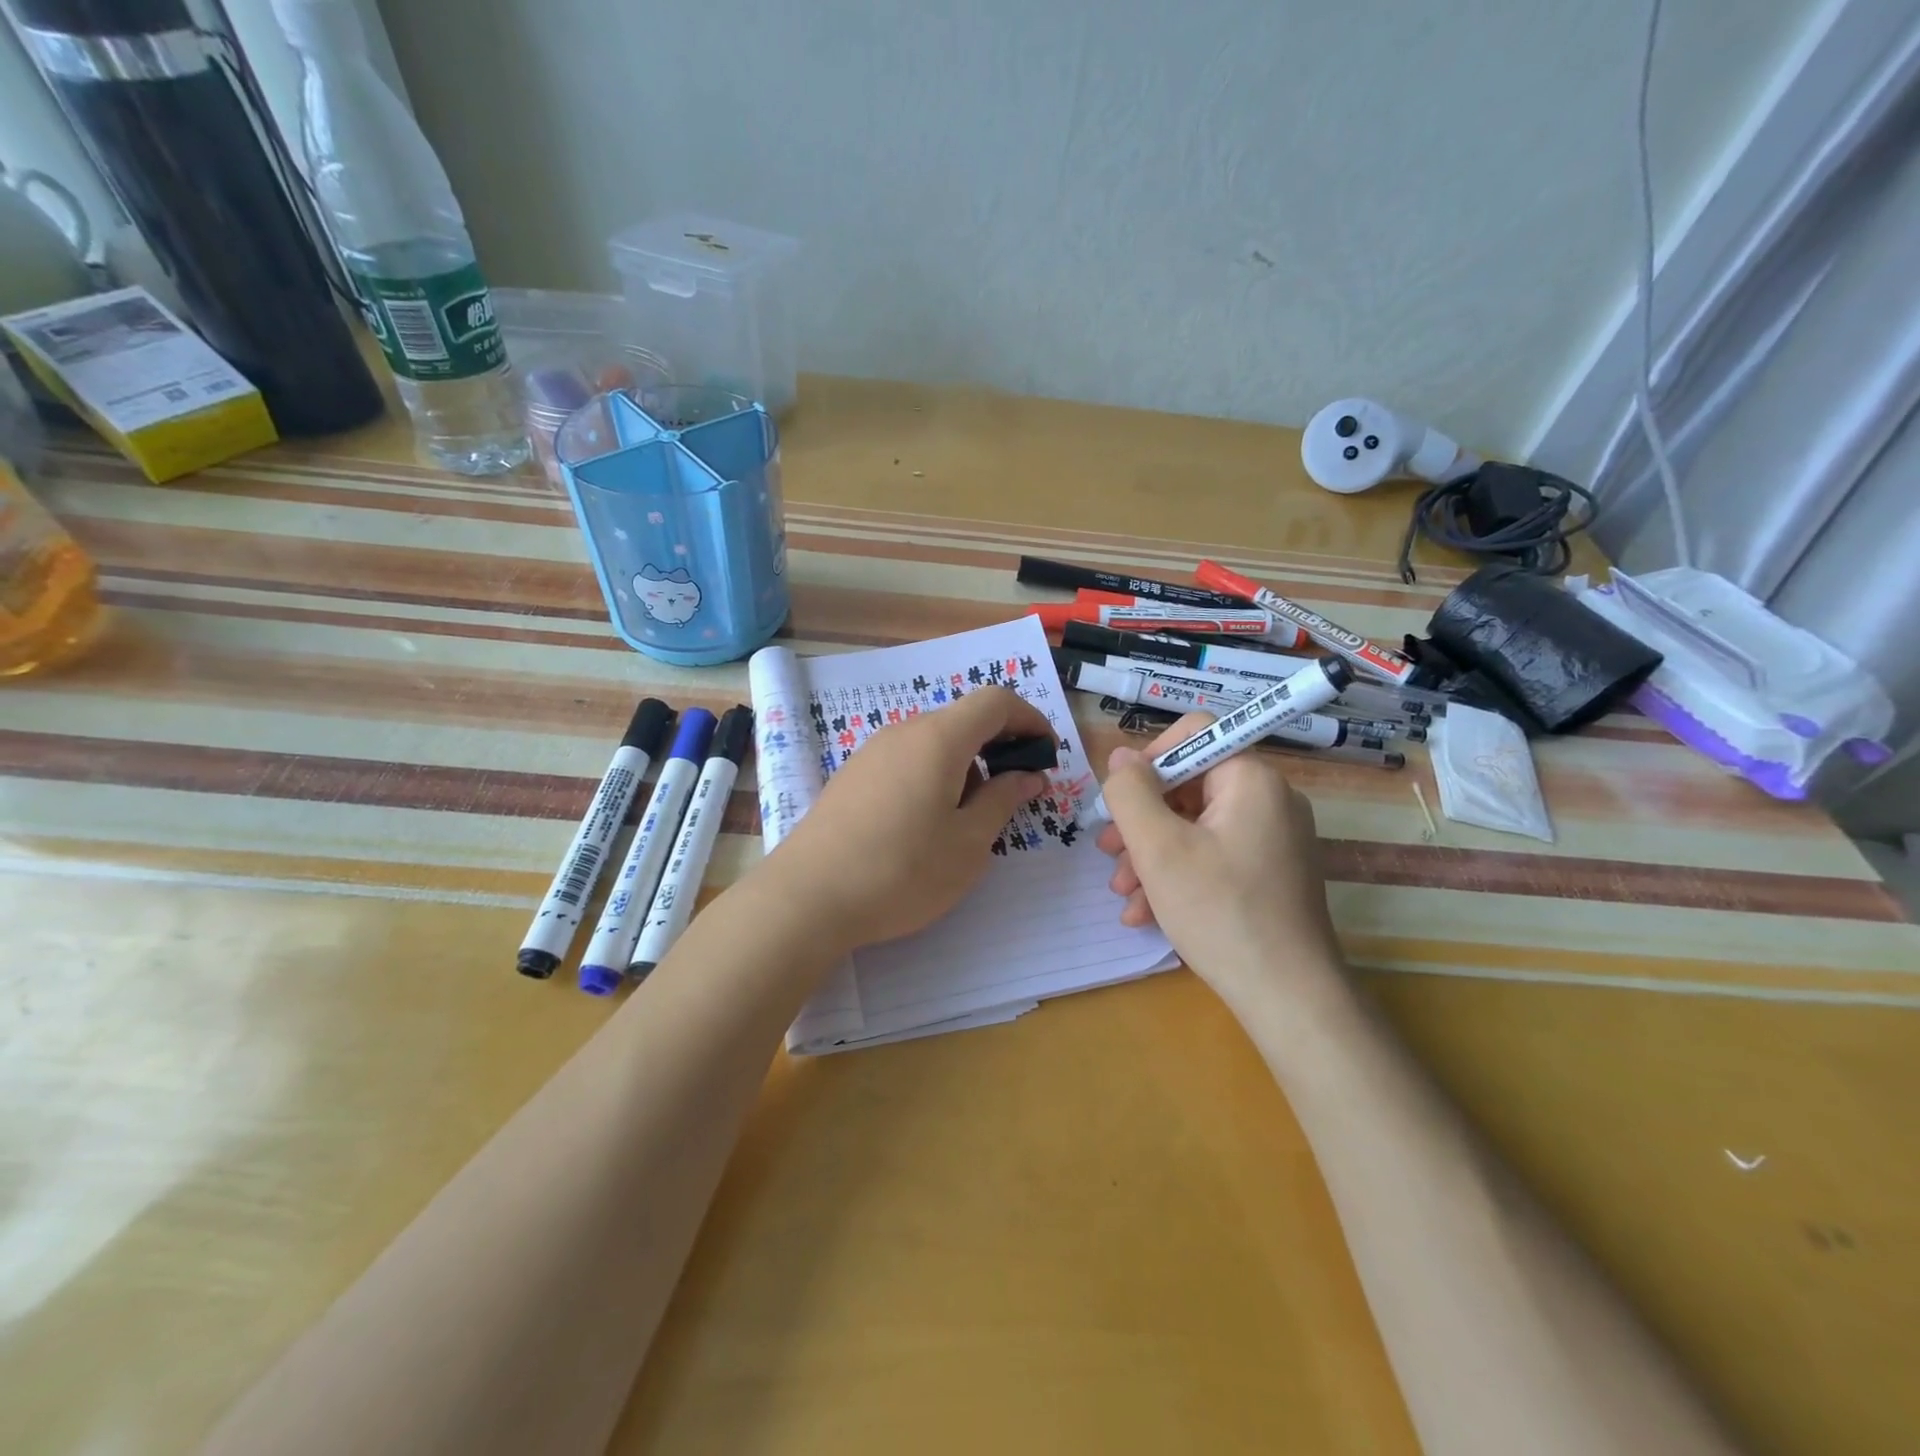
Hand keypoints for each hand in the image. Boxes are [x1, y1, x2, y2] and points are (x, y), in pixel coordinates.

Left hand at [762, 686, 1053, 953]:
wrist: (807, 897)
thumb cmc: (902, 871)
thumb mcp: (968, 844)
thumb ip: (1003, 801)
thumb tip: (1028, 776)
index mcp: (939, 738)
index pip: (995, 702)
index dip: (1029, 718)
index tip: (1046, 753)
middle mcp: (903, 732)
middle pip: (962, 720)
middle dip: (998, 746)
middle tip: (1015, 792)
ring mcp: (871, 752)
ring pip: (933, 741)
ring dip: (965, 765)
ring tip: (971, 817)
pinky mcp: (852, 776)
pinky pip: (906, 759)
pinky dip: (933, 775)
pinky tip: (927, 823)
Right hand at [1096, 712, 1346, 1012]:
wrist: (1289, 998)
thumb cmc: (1219, 912)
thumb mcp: (1158, 848)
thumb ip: (1131, 792)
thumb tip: (1121, 756)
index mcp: (1250, 779)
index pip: (1192, 733)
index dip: (1147, 759)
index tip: (1120, 802)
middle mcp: (1269, 799)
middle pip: (1189, 785)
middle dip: (1141, 820)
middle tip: (1108, 852)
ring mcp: (1273, 838)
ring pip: (1195, 826)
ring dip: (1151, 854)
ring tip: (1123, 893)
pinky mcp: (1271, 873)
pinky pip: (1214, 855)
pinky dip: (1178, 875)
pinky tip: (1147, 913)